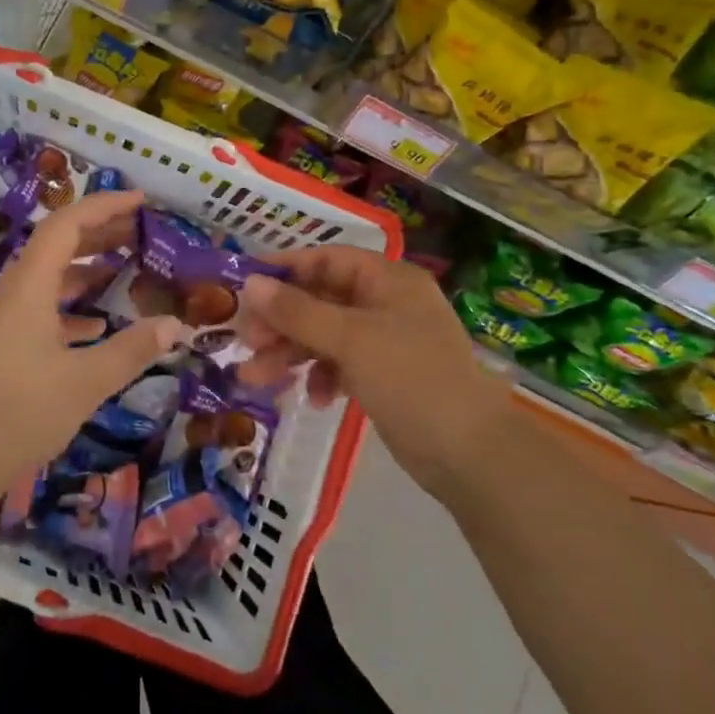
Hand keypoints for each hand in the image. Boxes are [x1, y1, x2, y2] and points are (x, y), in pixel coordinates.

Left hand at [0, 191, 185, 525]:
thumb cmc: (17, 414)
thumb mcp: (83, 383)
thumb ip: (131, 351)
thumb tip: (175, 324)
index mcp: (29, 287)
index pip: (66, 225)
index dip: (104, 206)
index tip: (142, 201)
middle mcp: (13, 294)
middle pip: (57, 246)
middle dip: (99, 233)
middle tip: (141, 231)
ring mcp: (4, 321)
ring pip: (49, 278)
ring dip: (86, 269)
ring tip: (126, 269)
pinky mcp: (1, 348)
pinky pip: (41, 309)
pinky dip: (72, 307)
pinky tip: (96, 325)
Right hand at [240, 248, 514, 495]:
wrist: (470, 453)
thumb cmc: (411, 379)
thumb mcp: (350, 339)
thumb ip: (297, 311)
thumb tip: (249, 284)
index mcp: (387, 279)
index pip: (325, 260)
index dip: (283, 271)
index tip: (243, 288)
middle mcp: (386, 302)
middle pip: (320, 299)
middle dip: (281, 323)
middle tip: (245, 342)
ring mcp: (386, 339)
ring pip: (325, 334)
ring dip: (291, 353)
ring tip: (256, 378)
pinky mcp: (385, 374)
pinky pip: (340, 363)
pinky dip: (322, 376)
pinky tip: (316, 399)